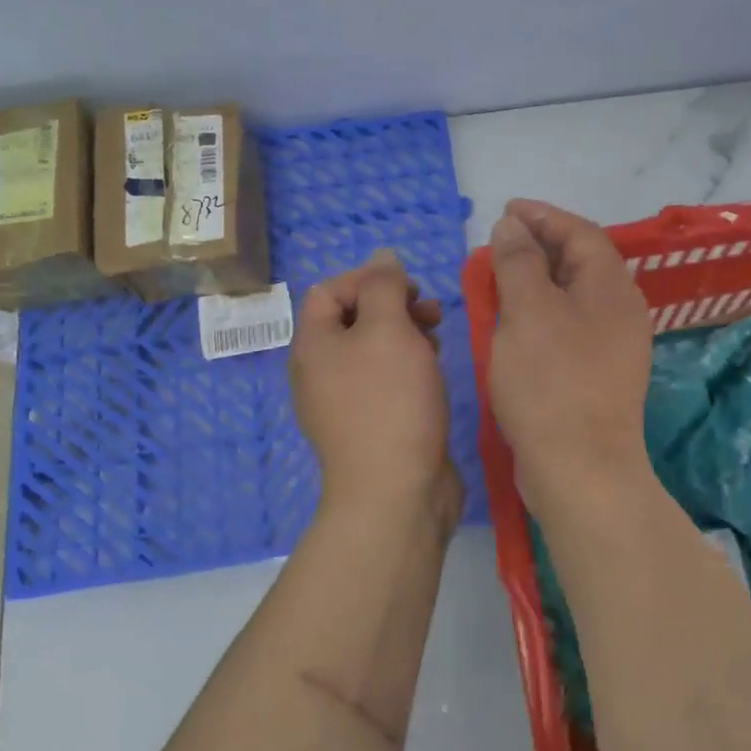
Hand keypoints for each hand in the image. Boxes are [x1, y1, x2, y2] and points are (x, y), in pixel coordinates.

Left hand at [291, 249, 460, 535]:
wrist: (395, 492)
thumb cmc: (390, 402)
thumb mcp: (388, 330)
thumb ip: (384, 287)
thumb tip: (382, 258)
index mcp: (313, 345)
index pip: (329, 290)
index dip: (368, 279)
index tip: (409, 289)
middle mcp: (320, 372)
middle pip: (352, 319)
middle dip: (393, 307)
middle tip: (431, 314)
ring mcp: (343, 403)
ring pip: (373, 351)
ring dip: (405, 336)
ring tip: (437, 342)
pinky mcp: (370, 426)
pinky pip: (384, 382)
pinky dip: (407, 368)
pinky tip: (432, 375)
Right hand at [487, 200, 653, 511]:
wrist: (579, 467)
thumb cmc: (551, 381)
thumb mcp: (527, 311)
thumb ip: (518, 261)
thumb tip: (513, 225)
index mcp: (612, 288)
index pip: (581, 233)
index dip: (543, 216)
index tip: (506, 209)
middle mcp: (620, 311)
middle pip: (580, 263)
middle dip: (538, 247)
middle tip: (498, 243)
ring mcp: (612, 346)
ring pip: (572, 297)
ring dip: (536, 281)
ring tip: (498, 278)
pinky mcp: (596, 375)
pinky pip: (567, 327)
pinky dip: (539, 314)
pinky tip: (512, 324)